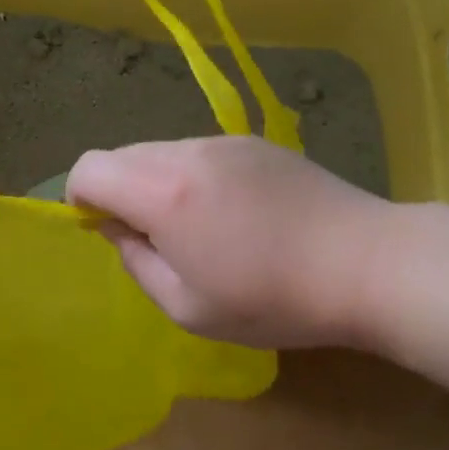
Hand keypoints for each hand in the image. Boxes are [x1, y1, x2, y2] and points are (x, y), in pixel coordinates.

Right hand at [66, 135, 391, 350]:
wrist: (367, 263)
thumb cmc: (274, 299)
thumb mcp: (189, 308)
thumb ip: (137, 263)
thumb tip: (119, 229)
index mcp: (163, 193)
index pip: (89, 168)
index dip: (81, 198)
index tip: (106, 231)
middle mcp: (186, 152)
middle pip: (122, 156)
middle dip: (118, 192)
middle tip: (155, 240)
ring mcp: (224, 141)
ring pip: (160, 151)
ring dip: (156, 183)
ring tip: (199, 229)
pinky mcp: (254, 142)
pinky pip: (198, 152)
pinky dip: (191, 176)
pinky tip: (234, 213)